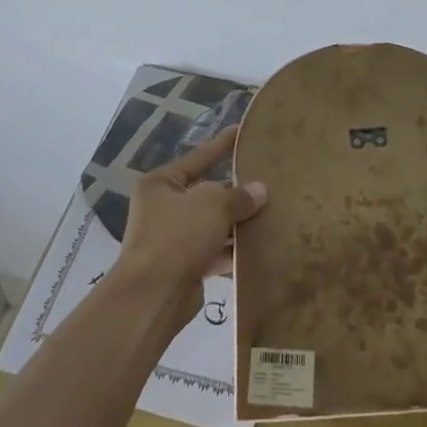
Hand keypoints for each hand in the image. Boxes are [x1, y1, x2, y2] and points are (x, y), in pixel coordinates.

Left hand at [118, 126, 266, 326]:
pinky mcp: (184, 266)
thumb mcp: (213, 205)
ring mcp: (173, 239)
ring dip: (238, 222)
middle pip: (207, 192)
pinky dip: (234, 248)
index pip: (198, 157)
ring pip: (213, 223)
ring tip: (272, 211)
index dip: (221, 144)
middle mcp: (163, 207)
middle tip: (267, 178)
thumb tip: (260, 190)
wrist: (153, 297)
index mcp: (161, 183)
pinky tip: (261, 245)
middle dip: (235, 190)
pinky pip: (215, 250)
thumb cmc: (178, 236)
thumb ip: (238, 195)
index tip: (241, 130)